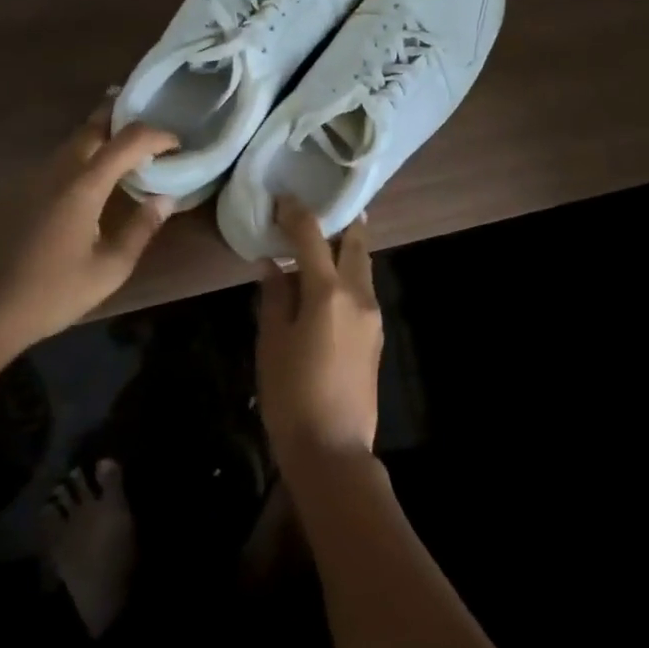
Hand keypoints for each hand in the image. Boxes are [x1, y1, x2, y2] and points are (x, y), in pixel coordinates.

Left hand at [0, 101, 177, 350]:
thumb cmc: (56, 292)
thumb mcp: (112, 267)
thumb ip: (142, 227)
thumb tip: (165, 199)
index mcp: (83, 187)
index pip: (128, 141)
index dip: (157, 135)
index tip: (176, 144)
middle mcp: (54, 171)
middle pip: (91, 127)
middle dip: (122, 119)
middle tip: (148, 129)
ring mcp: (28, 178)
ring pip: (69, 144)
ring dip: (98, 140)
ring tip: (122, 153)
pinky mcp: (12, 192)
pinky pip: (51, 165)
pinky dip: (76, 162)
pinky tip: (83, 187)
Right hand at [256, 197, 382, 474]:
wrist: (333, 448)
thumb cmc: (291, 394)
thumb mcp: (272, 343)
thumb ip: (274, 297)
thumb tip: (274, 265)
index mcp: (329, 292)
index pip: (313, 238)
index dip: (297, 214)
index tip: (284, 199)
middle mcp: (359, 296)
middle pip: (355, 246)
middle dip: (341, 224)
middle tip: (323, 209)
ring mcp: (373, 316)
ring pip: (363, 268)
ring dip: (348, 250)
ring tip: (325, 242)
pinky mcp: (376, 335)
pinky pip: (364, 291)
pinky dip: (349, 275)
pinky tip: (330, 283)